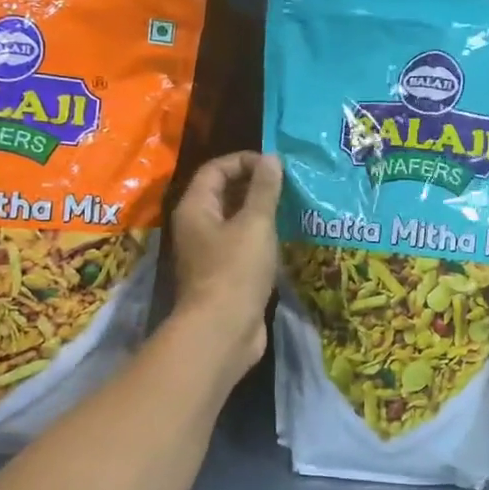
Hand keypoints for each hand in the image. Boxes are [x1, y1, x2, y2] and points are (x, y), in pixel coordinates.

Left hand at [170, 151, 281, 375]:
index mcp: (196, 208)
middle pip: (224, 193)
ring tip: (292, 207)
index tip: (275, 165)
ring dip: (261, 212)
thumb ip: (264, 189)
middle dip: (255, 185)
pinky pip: (242, 245)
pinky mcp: (225, 275)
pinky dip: (261, 237)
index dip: (244, 161)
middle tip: (289, 184)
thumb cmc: (236, 270)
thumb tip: (270, 158)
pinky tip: (285, 238)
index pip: (216, 169)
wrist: (222, 331)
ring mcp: (209, 253)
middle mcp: (197, 227)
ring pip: (235, 221)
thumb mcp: (255, 224)